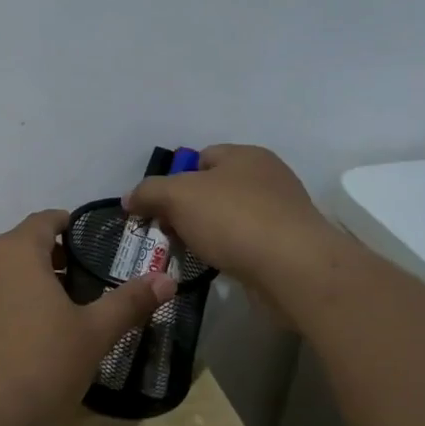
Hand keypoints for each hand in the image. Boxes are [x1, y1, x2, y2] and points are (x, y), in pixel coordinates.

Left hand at [0, 210, 173, 425]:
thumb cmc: (38, 364)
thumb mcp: (93, 334)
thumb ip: (129, 302)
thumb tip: (168, 279)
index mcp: (16, 250)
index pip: (45, 219)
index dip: (71, 225)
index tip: (94, 244)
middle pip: (23, 245)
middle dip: (55, 257)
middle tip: (88, 282)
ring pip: (3, 272)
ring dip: (31, 282)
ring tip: (62, 312)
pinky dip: (9, 304)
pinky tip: (28, 338)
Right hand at [123, 145, 346, 309]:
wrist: (294, 269)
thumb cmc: (234, 219)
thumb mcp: (177, 196)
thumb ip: (149, 192)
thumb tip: (130, 198)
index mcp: (245, 155)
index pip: (200, 157)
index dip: (174, 179)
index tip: (157, 208)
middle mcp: (267, 177)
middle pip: (213, 189)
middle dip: (187, 210)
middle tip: (169, 232)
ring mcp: (282, 212)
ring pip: (230, 218)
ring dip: (208, 234)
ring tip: (190, 254)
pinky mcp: (289, 246)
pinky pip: (247, 243)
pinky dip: (230, 253)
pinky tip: (219, 267)